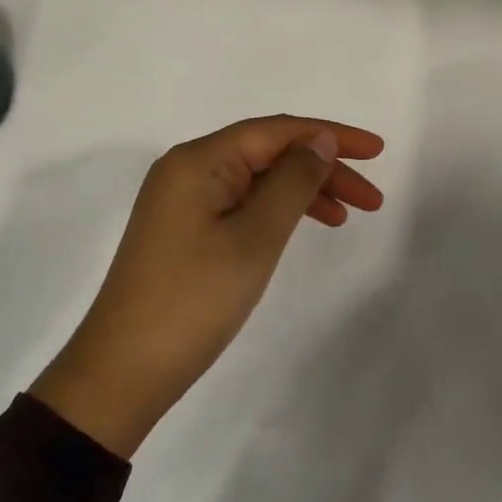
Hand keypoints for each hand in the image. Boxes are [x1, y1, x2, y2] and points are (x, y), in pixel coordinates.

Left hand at [30, 115, 385, 457]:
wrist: (125, 370)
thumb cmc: (195, 298)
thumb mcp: (255, 237)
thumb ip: (293, 181)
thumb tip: (320, 140)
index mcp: (199, 159)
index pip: (275, 131)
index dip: (330, 135)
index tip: (377, 150)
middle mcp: (187, 168)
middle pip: (266, 152)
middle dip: (321, 167)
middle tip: (372, 198)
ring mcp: (181, 200)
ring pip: (255, 179)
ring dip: (302, 191)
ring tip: (347, 215)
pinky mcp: (182, 229)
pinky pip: (239, 203)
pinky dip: (275, 211)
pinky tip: (302, 226)